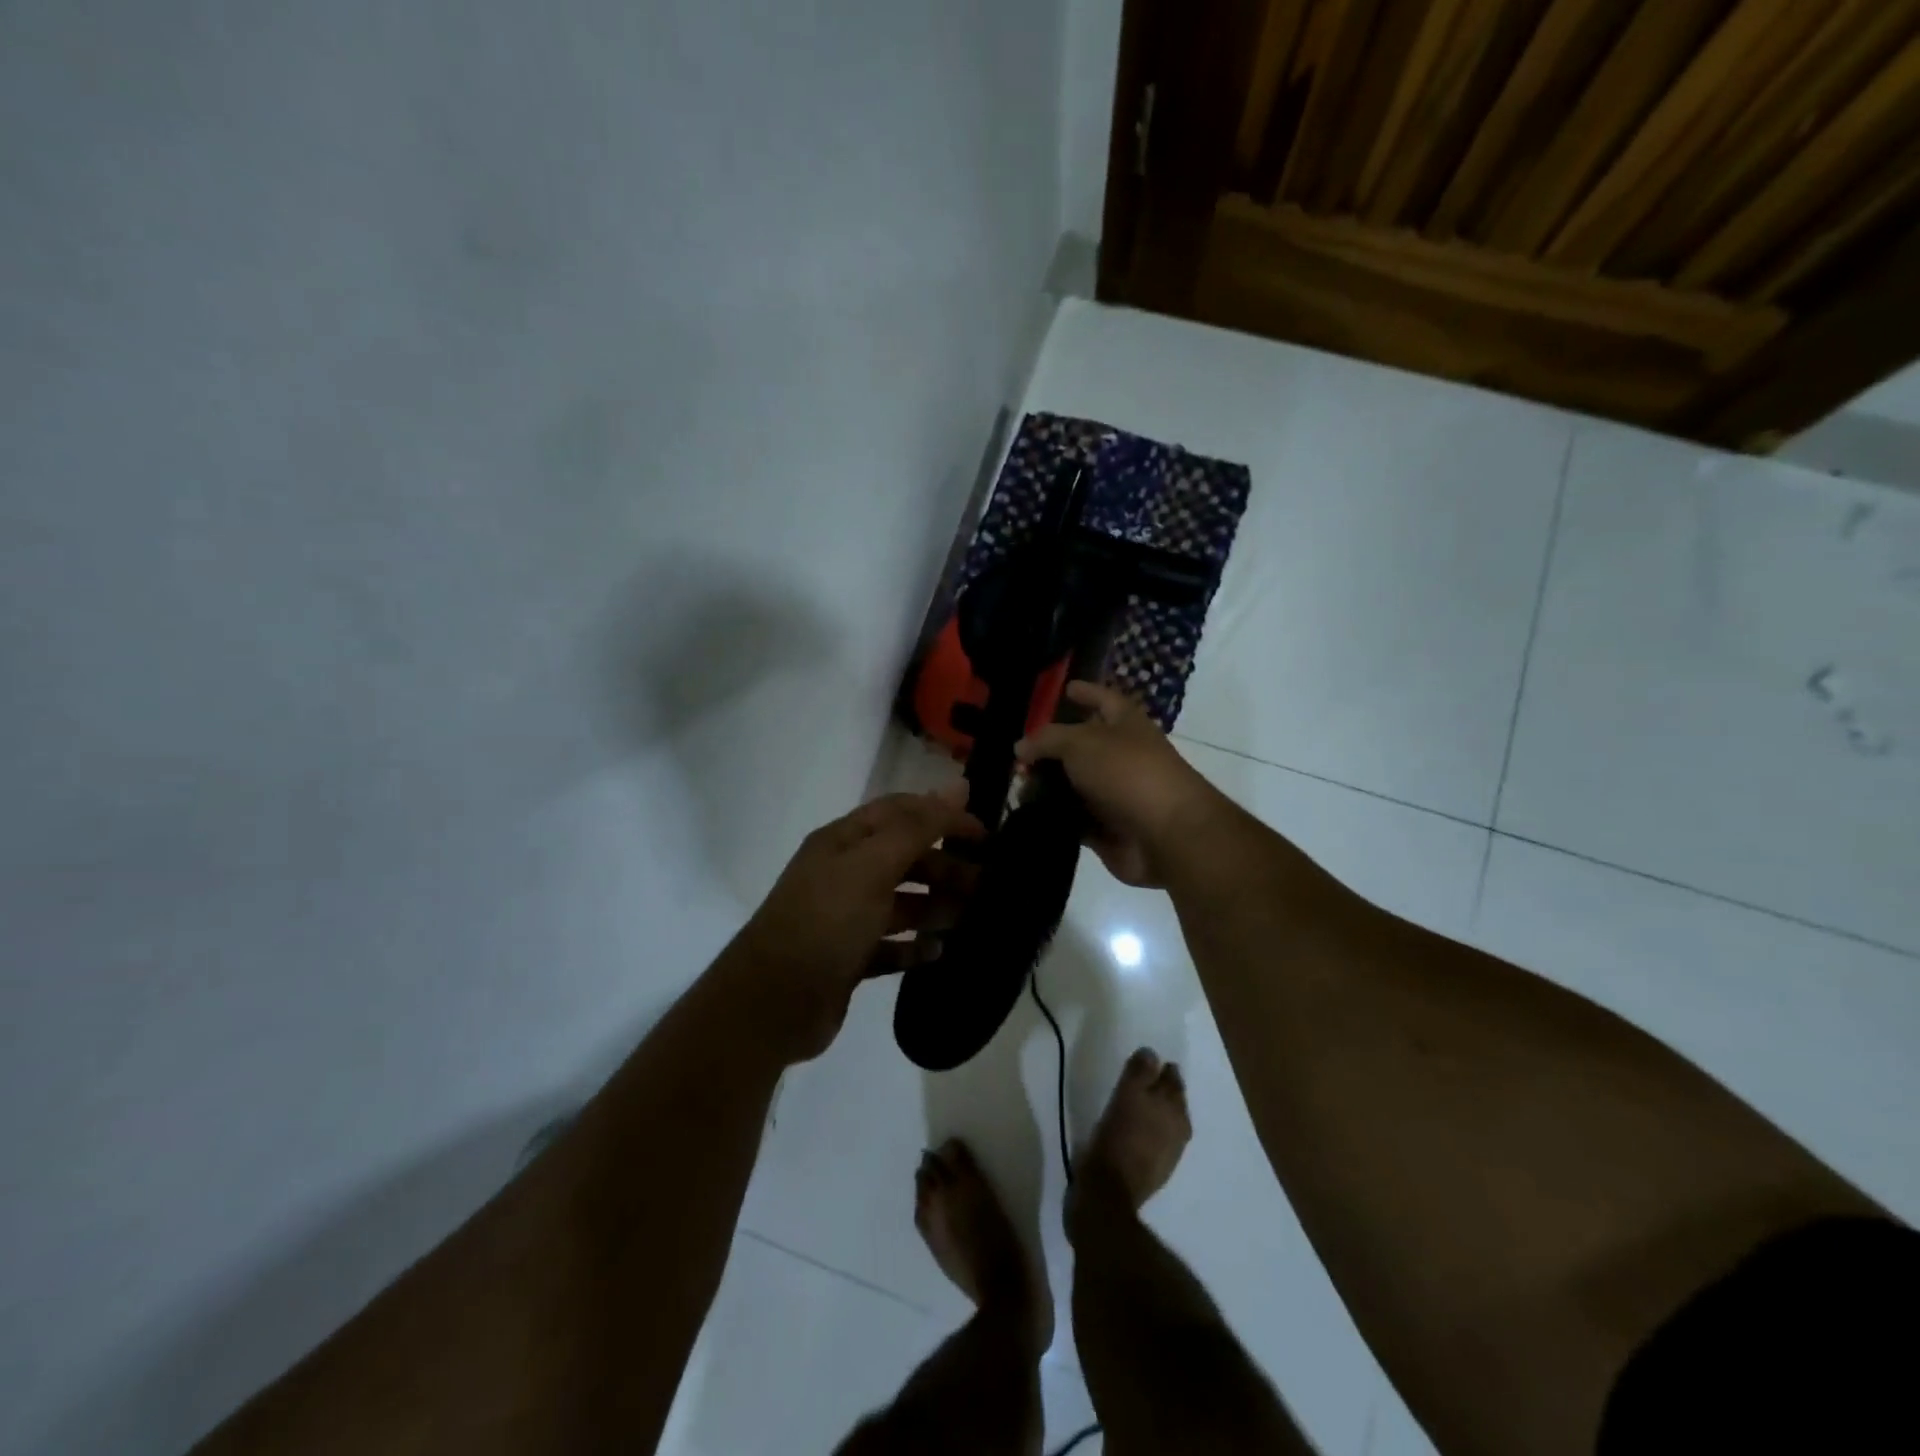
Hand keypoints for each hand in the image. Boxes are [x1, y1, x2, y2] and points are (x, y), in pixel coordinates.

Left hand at [718, 788, 982, 1063]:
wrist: (772, 1002)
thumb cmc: (826, 921)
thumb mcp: (872, 865)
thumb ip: (918, 827)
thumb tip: (958, 785)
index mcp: (844, 841)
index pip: (902, 812)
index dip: (943, 816)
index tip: (985, 835)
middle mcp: (844, 873)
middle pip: (905, 858)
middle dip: (944, 866)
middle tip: (984, 885)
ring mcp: (845, 917)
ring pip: (901, 903)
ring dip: (935, 906)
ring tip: (966, 919)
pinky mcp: (849, 958)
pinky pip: (891, 945)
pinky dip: (915, 946)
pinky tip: (938, 952)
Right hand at [1016, 682, 1224, 887]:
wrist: (1166, 834)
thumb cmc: (1127, 772)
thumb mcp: (1081, 742)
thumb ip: (1047, 740)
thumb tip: (1020, 746)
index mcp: (1126, 724)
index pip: (1103, 699)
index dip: (1086, 692)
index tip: (1064, 688)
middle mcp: (1122, 755)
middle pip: (1083, 746)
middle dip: (1052, 748)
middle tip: (1018, 750)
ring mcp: (1116, 794)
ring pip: (1075, 785)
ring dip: (1047, 786)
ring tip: (1013, 784)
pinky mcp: (1107, 828)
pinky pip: (1073, 819)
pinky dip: (1053, 817)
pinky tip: (1025, 814)